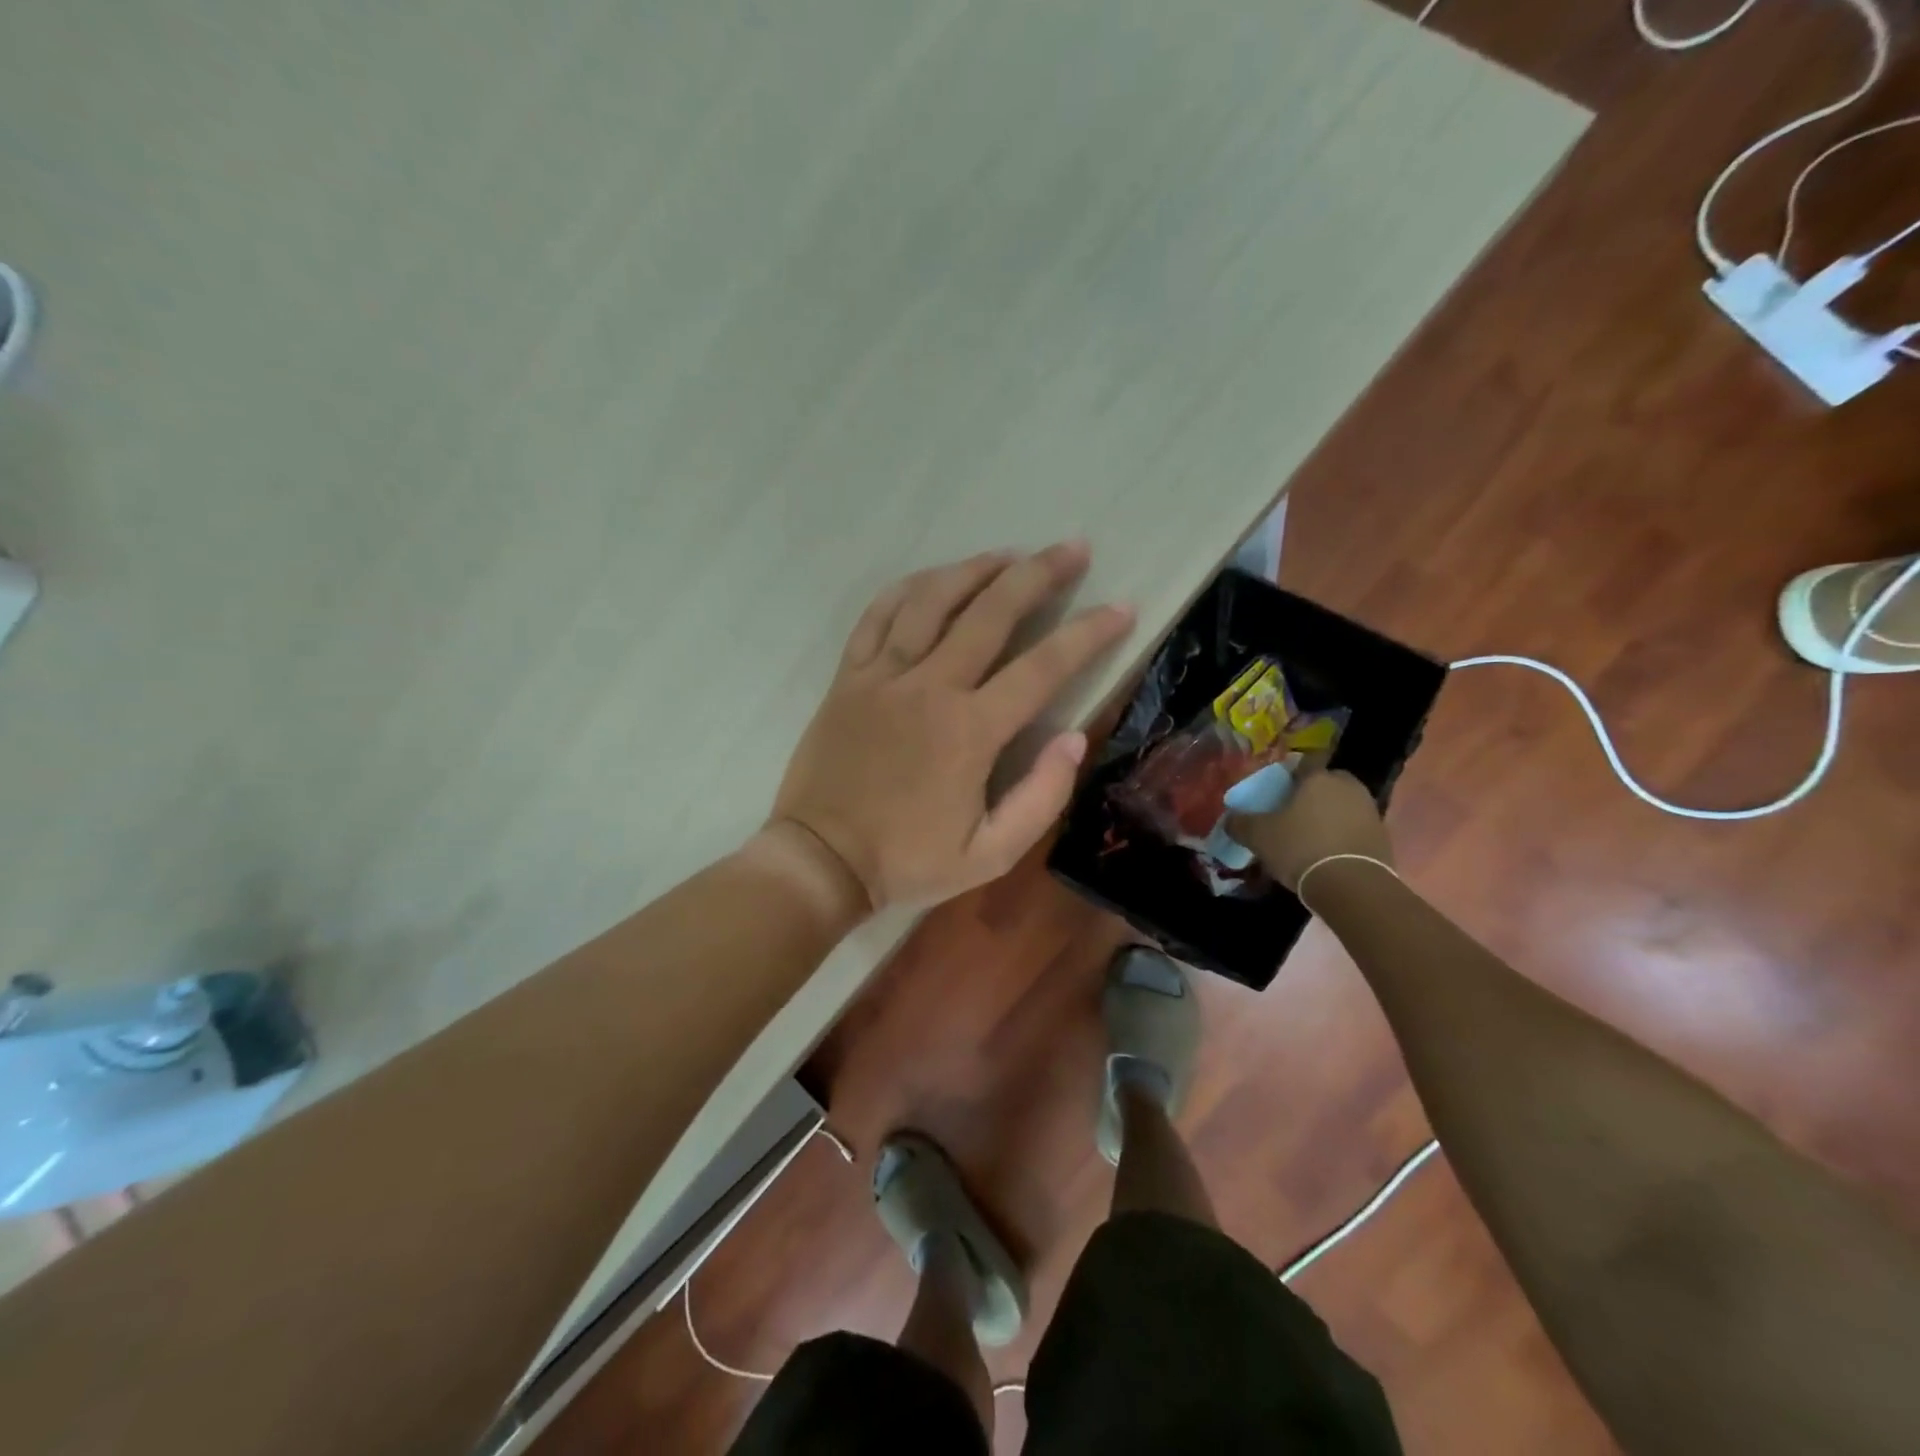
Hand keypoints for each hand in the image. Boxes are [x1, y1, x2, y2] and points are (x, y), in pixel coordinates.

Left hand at [771, 542, 1134, 910]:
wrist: (821, 860)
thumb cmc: (908, 860)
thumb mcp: (990, 854)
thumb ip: (1040, 798)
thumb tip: (1073, 738)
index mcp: (970, 731)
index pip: (1043, 667)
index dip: (1088, 633)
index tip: (1121, 607)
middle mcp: (929, 688)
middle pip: (991, 612)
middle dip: (1039, 574)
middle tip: (1072, 549)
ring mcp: (883, 676)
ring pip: (933, 600)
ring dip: (976, 569)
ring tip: (1009, 554)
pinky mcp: (849, 677)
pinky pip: (878, 615)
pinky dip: (909, 589)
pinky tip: (933, 578)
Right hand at [1225, 768, 1392, 891]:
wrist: (1352, 886)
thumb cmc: (1301, 848)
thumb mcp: (1259, 836)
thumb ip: (1240, 823)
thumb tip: (1229, 819)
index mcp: (1319, 778)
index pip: (1305, 763)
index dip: (1291, 774)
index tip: (1279, 790)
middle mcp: (1348, 787)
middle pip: (1327, 783)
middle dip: (1313, 794)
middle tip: (1294, 813)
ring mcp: (1370, 811)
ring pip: (1344, 805)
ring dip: (1330, 816)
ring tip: (1310, 837)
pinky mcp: (1383, 837)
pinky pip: (1356, 828)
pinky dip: (1343, 836)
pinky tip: (1328, 854)